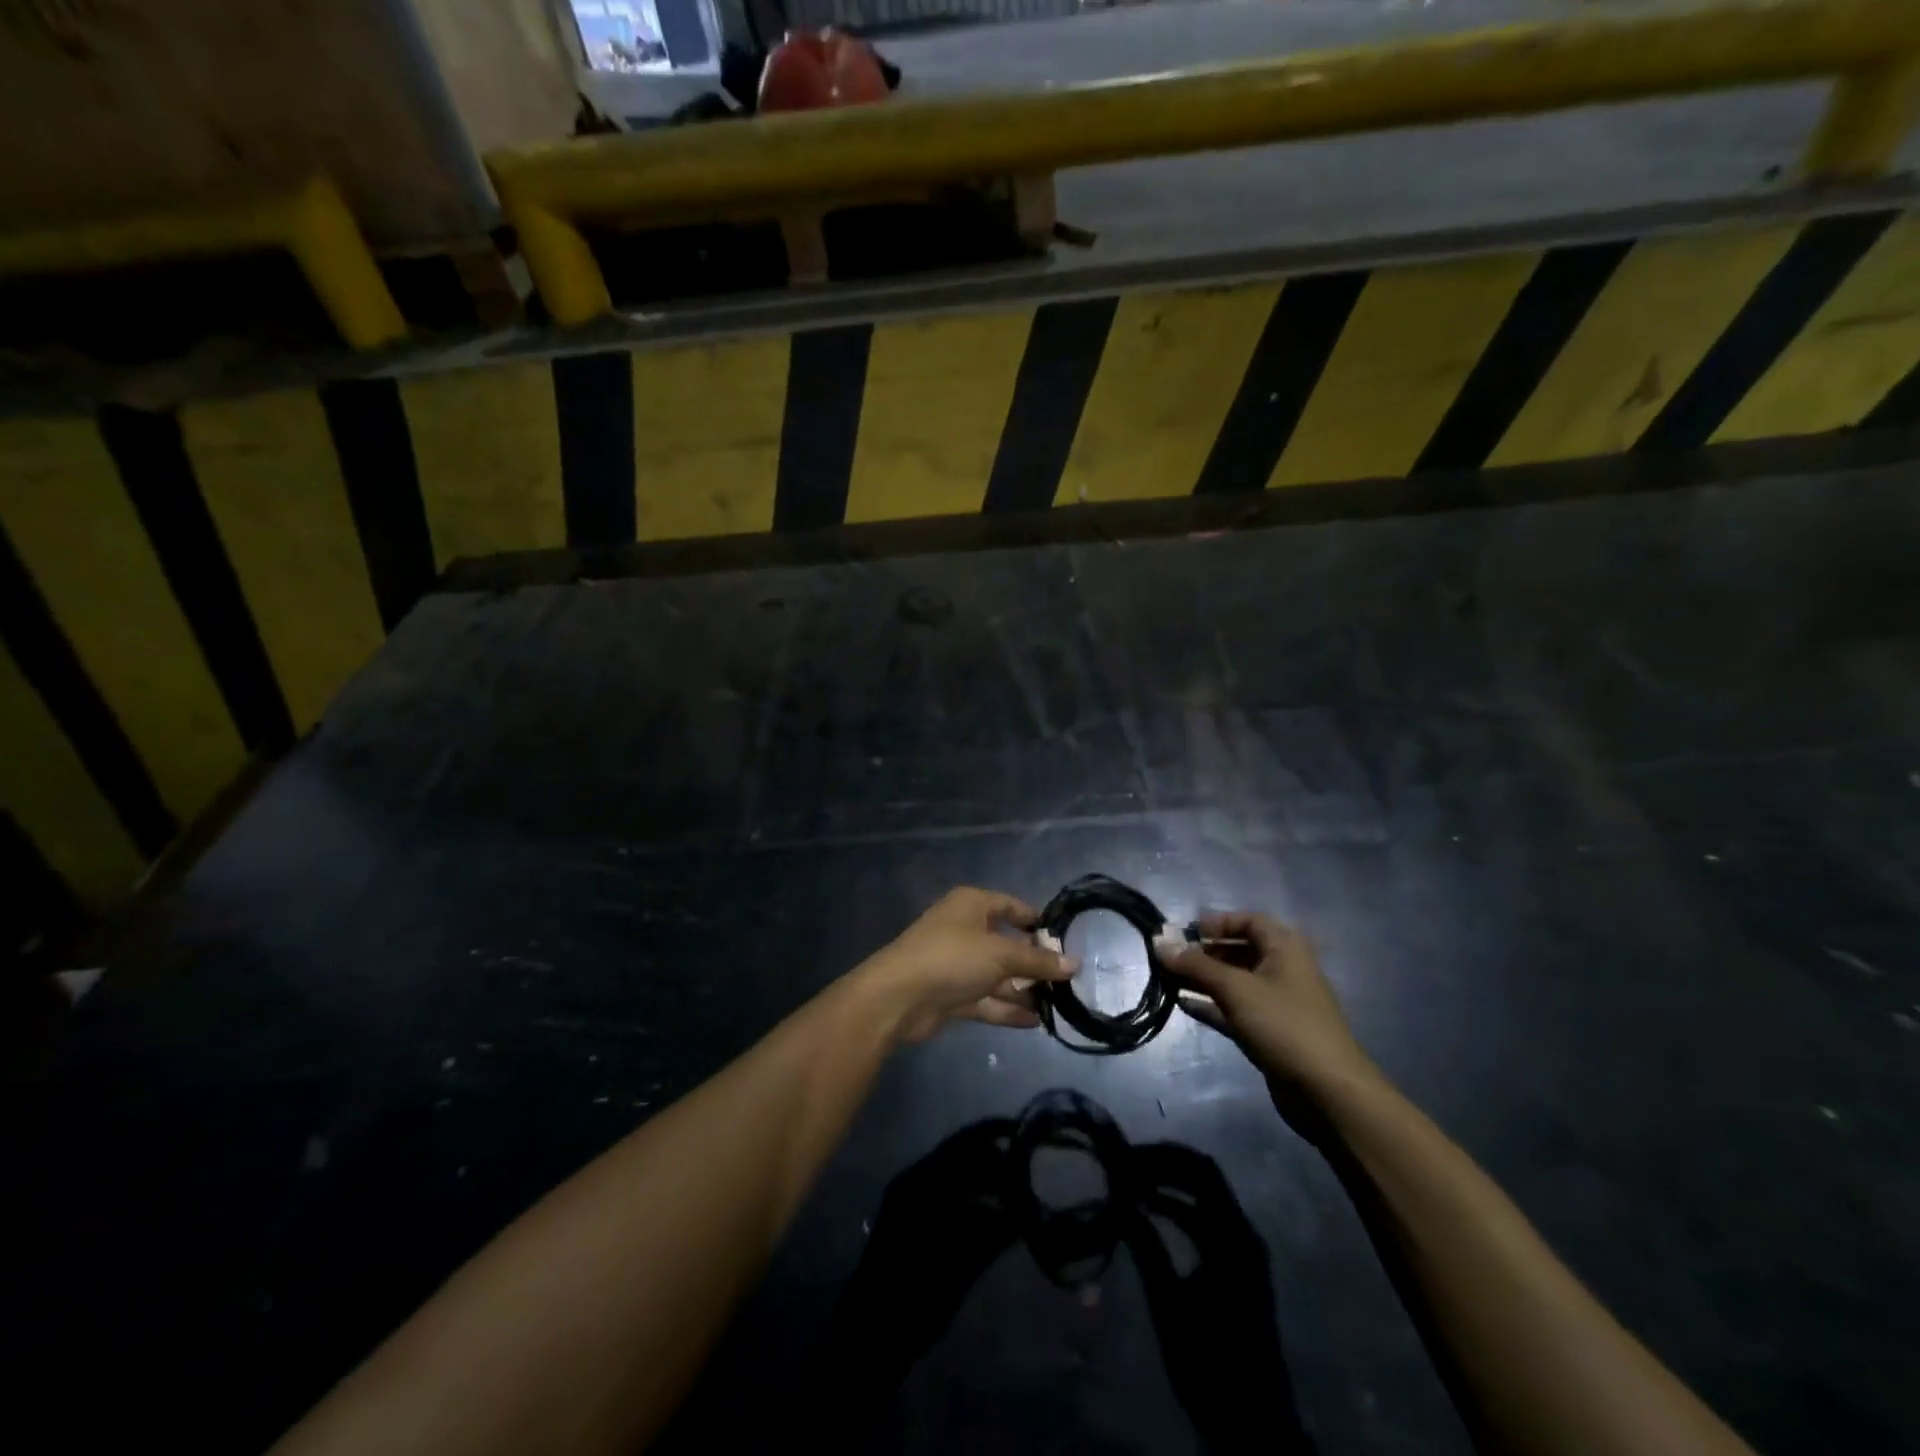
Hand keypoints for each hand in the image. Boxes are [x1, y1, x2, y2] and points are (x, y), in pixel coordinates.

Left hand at [855, 887, 1077, 1043]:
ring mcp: (957, 964)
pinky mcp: (952, 994)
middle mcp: (965, 929)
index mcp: (972, 905)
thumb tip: (1074, 963)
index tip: (1065, 941)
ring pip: (998, 975)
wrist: (898, 997)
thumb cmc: (952, 958)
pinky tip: (1035, 1021)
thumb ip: (1037, 960)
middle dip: (1034, 963)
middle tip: (1067, 981)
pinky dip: (1008, 1008)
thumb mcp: (1000, 954)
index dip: (1037, 922)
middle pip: (1007, 944)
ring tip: (1058, 1006)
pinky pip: (987, 999)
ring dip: (1024, 990)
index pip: (1011, 906)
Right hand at [1169, 912, 1380, 1100]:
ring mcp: (1277, 1002)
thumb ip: (1195, 965)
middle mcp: (1282, 969)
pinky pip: (1234, 1008)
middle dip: (1204, 952)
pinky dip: (1211, 1004)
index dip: (1217, 923)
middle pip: (1239, 950)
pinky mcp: (1269, 1031)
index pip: (1248, 921)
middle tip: (1169, 957)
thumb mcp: (1236, 988)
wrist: (1327, 1091)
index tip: (1186, 933)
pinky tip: (1183, 1004)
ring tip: (1168, 979)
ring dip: (1203, 978)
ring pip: (1234, 981)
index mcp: (1285, 948)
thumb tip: (1158, 942)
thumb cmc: (1283, 1025)